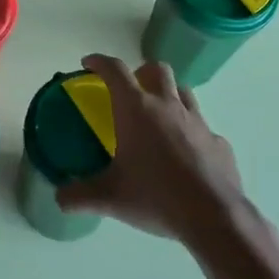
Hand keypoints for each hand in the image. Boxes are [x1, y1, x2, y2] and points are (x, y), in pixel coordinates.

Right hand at [56, 54, 246, 242]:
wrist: (213, 216)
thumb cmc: (155, 196)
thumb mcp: (110, 198)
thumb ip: (80, 196)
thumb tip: (59, 198)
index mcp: (137, 109)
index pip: (115, 70)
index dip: (100, 62)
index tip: (89, 63)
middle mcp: (168, 105)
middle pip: (156, 69)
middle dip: (140, 72)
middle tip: (129, 91)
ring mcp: (198, 121)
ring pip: (183, 91)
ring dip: (169, 95)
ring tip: (158, 116)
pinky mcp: (219, 141)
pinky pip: (203, 127)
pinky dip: (191, 131)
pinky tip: (186, 153)